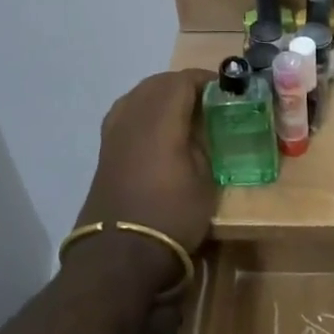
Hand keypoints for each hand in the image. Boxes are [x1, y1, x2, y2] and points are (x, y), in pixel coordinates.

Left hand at [76, 70, 217, 260]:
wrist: (120, 253)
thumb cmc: (172, 215)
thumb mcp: (205, 179)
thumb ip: (204, 143)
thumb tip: (205, 128)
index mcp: (160, 118)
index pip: (183, 80)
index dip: (207, 79)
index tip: (228, 89)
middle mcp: (132, 116)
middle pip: (159, 82)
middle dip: (185, 85)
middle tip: (210, 101)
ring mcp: (114, 131)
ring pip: (140, 94)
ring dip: (163, 96)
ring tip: (186, 113)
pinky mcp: (105, 148)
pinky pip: (128, 112)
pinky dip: (147, 111)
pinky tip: (161, 130)